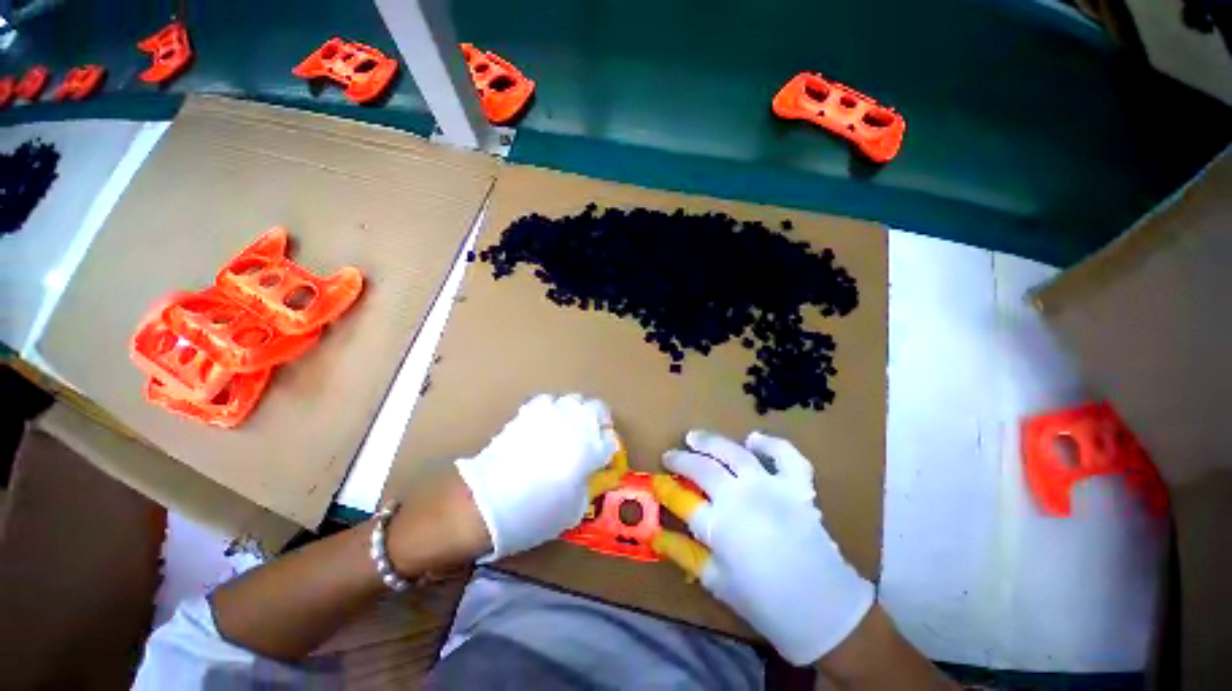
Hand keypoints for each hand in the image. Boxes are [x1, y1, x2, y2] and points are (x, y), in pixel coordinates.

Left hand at [456, 394, 617, 559]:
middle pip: (598, 409)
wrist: (486, 503)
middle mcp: (575, 424)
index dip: (608, 450)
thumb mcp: (573, 509)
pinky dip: (552, 410)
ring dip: (577, 413)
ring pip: (574, 400)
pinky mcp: (528, 412)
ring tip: (570, 429)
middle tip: (593, 437)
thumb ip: (589, 485)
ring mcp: (550, 414)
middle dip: (599, 422)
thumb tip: (591, 474)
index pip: (610, 440)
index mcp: (590, 448)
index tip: (603, 459)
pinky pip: (547, 402)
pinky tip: (546, 425)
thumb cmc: (535, 513)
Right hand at [651, 430, 874, 665]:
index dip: (665, 488)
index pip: (682, 500)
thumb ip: (684, 554)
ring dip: (710, 441)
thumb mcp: (717, 582)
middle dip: (681, 459)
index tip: (655, 481)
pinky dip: (770, 444)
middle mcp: (741, 497)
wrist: (825, 611)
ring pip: (733, 452)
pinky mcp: (797, 486)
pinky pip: (785, 455)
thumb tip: (655, 535)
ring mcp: (771, 487)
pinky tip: (753, 439)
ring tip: (695, 437)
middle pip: (702, 468)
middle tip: (671, 455)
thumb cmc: (766, 603)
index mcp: (720, 526)